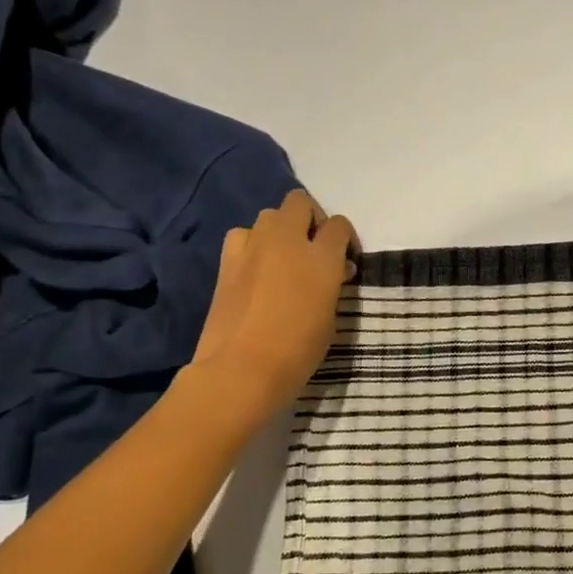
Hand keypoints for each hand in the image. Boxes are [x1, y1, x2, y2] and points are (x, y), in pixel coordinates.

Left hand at [182, 191, 357, 426]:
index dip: (345, 238)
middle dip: (311, 219)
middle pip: (299, 203)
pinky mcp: (226, 262)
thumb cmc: (298, 350)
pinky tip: (257, 267)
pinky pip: (243, 236)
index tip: (346, 259)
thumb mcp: (331, 316)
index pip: (339, 225)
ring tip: (284, 257)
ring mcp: (252, 248)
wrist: (241, 370)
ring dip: (280, 229)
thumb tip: (332, 271)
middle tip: (315, 248)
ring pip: (269, 215)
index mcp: (321, 257)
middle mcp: (287, 241)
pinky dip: (253, 244)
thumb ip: (332, 284)